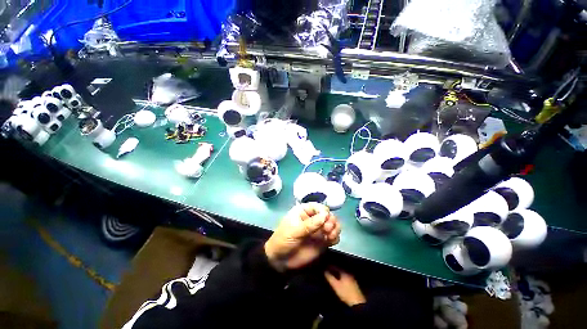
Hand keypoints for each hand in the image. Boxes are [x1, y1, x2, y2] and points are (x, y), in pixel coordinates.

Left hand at [264, 202, 340, 271]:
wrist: (280, 261)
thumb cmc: (283, 240)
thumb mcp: (294, 231)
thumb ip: (310, 224)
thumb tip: (325, 215)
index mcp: (304, 211)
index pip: (318, 207)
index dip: (323, 211)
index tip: (325, 218)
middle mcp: (313, 218)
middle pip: (327, 215)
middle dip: (330, 220)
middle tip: (327, 229)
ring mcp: (318, 230)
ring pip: (332, 224)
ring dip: (335, 228)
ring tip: (330, 235)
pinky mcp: (322, 241)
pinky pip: (333, 236)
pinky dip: (335, 237)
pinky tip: (331, 240)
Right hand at [324, 268, 365, 306]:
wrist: (357, 303)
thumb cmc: (345, 293)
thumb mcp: (335, 285)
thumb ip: (329, 277)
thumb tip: (324, 271)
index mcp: (344, 272)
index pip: (335, 266)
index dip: (329, 266)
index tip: (324, 267)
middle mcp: (349, 273)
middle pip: (339, 269)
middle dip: (333, 270)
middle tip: (327, 270)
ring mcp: (352, 278)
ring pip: (342, 273)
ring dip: (337, 274)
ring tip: (331, 275)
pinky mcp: (353, 284)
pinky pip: (345, 277)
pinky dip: (340, 277)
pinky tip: (338, 280)